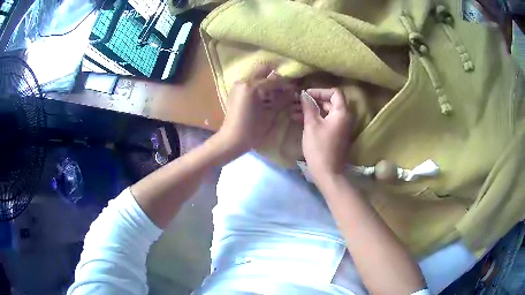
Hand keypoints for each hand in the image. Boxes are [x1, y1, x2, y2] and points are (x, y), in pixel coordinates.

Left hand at [218, 65, 295, 156]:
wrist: (232, 139)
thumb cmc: (252, 129)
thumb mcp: (270, 114)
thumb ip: (282, 99)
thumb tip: (293, 90)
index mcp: (252, 86)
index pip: (274, 80)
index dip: (285, 84)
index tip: (293, 88)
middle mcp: (243, 81)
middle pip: (263, 70)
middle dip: (274, 76)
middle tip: (282, 88)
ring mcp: (237, 85)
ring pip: (256, 75)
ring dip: (266, 81)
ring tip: (274, 94)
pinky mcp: (234, 91)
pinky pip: (249, 83)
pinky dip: (258, 86)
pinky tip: (263, 97)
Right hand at [297, 88, 352, 179]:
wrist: (328, 172)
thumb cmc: (319, 147)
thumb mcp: (311, 125)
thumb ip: (308, 107)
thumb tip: (304, 94)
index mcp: (342, 113)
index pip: (334, 93)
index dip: (320, 91)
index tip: (306, 95)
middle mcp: (344, 117)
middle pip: (330, 102)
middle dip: (313, 100)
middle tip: (297, 101)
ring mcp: (340, 127)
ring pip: (326, 112)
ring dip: (312, 109)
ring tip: (294, 110)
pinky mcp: (336, 134)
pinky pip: (326, 121)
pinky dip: (315, 118)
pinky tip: (300, 119)